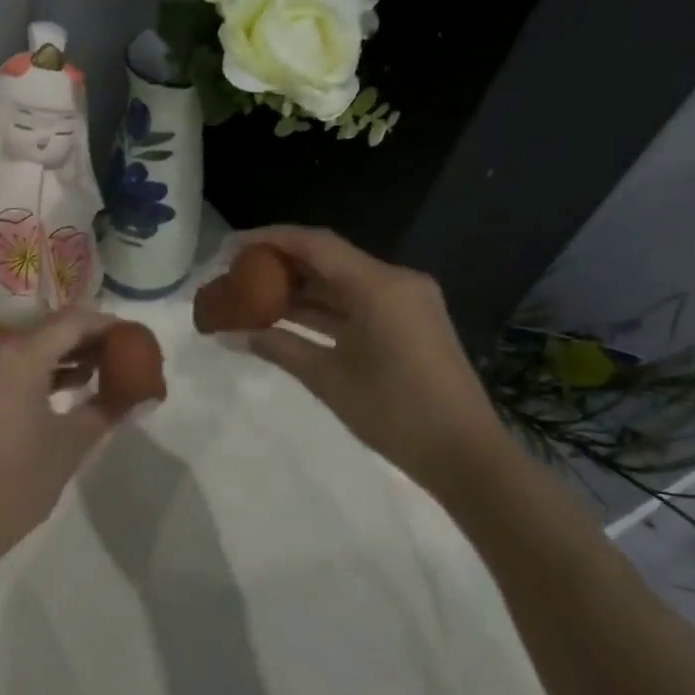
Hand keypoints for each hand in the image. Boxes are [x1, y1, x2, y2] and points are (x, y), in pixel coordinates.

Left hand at [0, 307, 125, 573]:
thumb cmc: (15, 483)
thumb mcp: (70, 445)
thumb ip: (108, 408)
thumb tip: (141, 393)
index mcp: (17, 355)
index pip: (73, 322)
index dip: (109, 326)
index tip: (138, 339)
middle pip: (50, 331)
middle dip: (90, 341)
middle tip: (127, 356)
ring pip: (30, 348)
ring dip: (66, 356)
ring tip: (106, 372)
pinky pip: (11, 366)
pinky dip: (41, 371)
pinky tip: (70, 388)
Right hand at [242, 226, 514, 498]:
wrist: (464, 455)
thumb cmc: (393, 413)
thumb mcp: (326, 377)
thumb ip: (277, 346)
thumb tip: (230, 335)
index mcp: (379, 286)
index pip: (315, 244)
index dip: (269, 239)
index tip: (231, 247)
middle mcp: (395, 282)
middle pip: (328, 258)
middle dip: (280, 264)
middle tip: (236, 273)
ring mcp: (404, 302)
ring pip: (340, 282)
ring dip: (299, 288)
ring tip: (251, 294)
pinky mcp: (407, 322)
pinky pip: (356, 302)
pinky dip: (322, 308)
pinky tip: (286, 317)